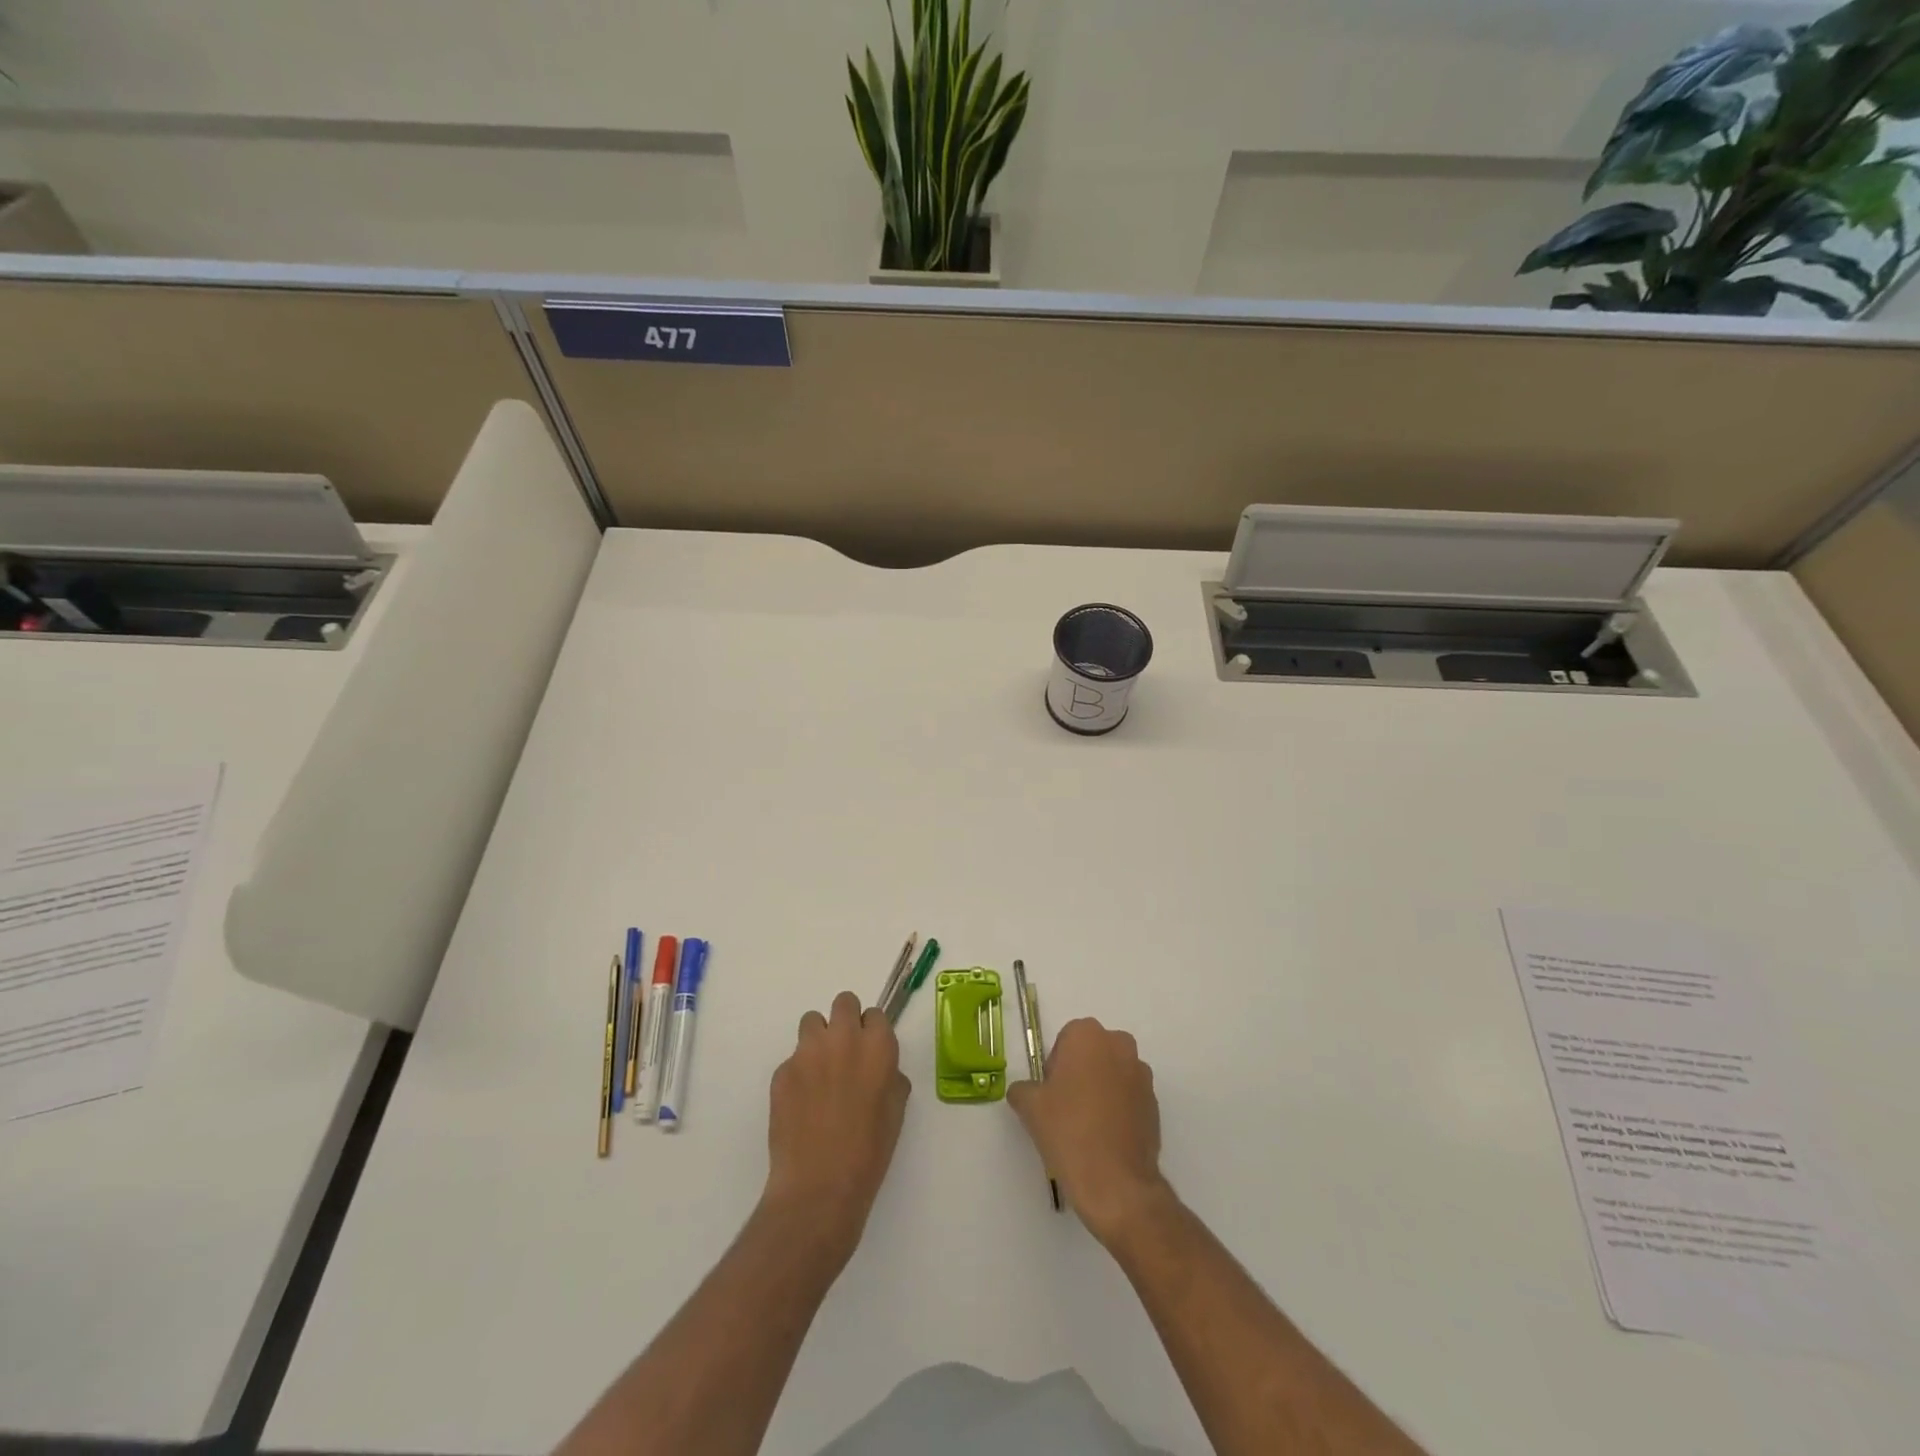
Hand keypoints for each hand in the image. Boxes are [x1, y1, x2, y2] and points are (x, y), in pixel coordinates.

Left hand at [762, 991, 910, 1266]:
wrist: (819, 1186)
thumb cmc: (868, 1152)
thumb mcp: (895, 1112)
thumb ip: (890, 1078)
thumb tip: (880, 1071)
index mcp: (877, 1046)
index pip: (875, 1015)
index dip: (872, 1033)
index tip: (870, 1053)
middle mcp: (843, 1038)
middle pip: (843, 1003)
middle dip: (845, 1021)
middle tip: (845, 1054)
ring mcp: (808, 1052)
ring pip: (812, 1022)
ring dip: (818, 1039)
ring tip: (819, 1073)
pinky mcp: (782, 1071)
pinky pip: (793, 1059)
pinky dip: (798, 1073)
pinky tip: (801, 1105)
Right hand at [1007, 1018, 1170, 1244]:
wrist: (1115, 1182)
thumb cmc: (1068, 1131)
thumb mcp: (1029, 1107)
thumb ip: (1022, 1089)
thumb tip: (1025, 1091)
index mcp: (1088, 1035)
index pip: (1066, 1040)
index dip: (1055, 1066)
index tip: (1051, 1093)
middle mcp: (1119, 1045)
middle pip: (1093, 1052)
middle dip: (1081, 1072)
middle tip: (1066, 1107)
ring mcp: (1142, 1074)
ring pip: (1113, 1073)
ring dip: (1101, 1089)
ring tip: (1087, 1125)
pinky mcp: (1155, 1103)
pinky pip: (1129, 1097)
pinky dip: (1118, 1109)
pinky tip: (1106, 1138)